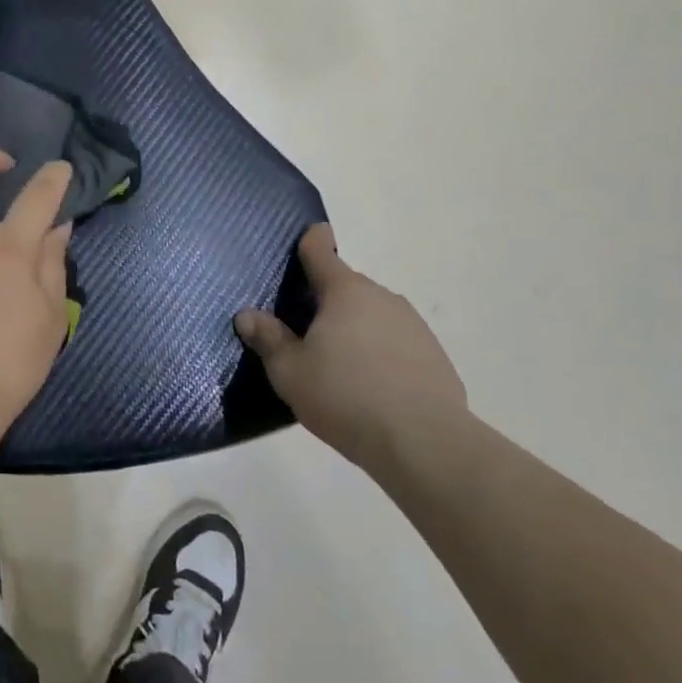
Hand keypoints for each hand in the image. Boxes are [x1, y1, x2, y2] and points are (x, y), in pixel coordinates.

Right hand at [235, 225, 466, 471]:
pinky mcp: (435, 356)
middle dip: (326, 301)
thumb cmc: (346, 397)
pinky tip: (372, 388)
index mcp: (344, 291)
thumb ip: (268, 339)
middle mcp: (382, 297)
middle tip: (305, 332)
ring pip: (373, 315)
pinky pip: (396, 343)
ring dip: (356, 328)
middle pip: (346, 287)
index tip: (307, 238)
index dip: (311, 241)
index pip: (321, 251)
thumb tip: (247, 316)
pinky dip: (381, 354)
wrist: (425, 444)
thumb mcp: (290, 372)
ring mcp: (413, 325)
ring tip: (339, 366)